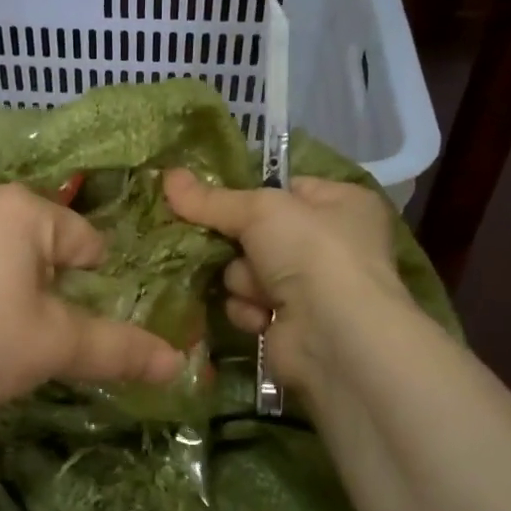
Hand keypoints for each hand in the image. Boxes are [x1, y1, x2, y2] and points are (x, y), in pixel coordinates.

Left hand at [0, 183, 183, 416]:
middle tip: (34, 336)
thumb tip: (181, 365)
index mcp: (25, 210)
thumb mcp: (54, 347)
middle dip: (49, 288)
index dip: (95, 288)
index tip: (76, 328)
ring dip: (7, 289)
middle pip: (43, 244)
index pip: (90, 242)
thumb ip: (120, 350)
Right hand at [163, 169, 409, 391]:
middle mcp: (332, 243)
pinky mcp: (292, 323)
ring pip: (247, 271)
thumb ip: (211, 199)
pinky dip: (249, 309)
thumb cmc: (311, 253)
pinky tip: (262, 317)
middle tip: (218, 243)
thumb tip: (168, 175)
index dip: (249, 194)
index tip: (207, 198)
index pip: (284, 190)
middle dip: (238, 244)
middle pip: (258, 233)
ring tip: (259, 289)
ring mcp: (313, 286)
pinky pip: (250, 305)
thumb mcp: (259, 210)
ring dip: (244, 280)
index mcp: (342, 204)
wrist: (334, 335)